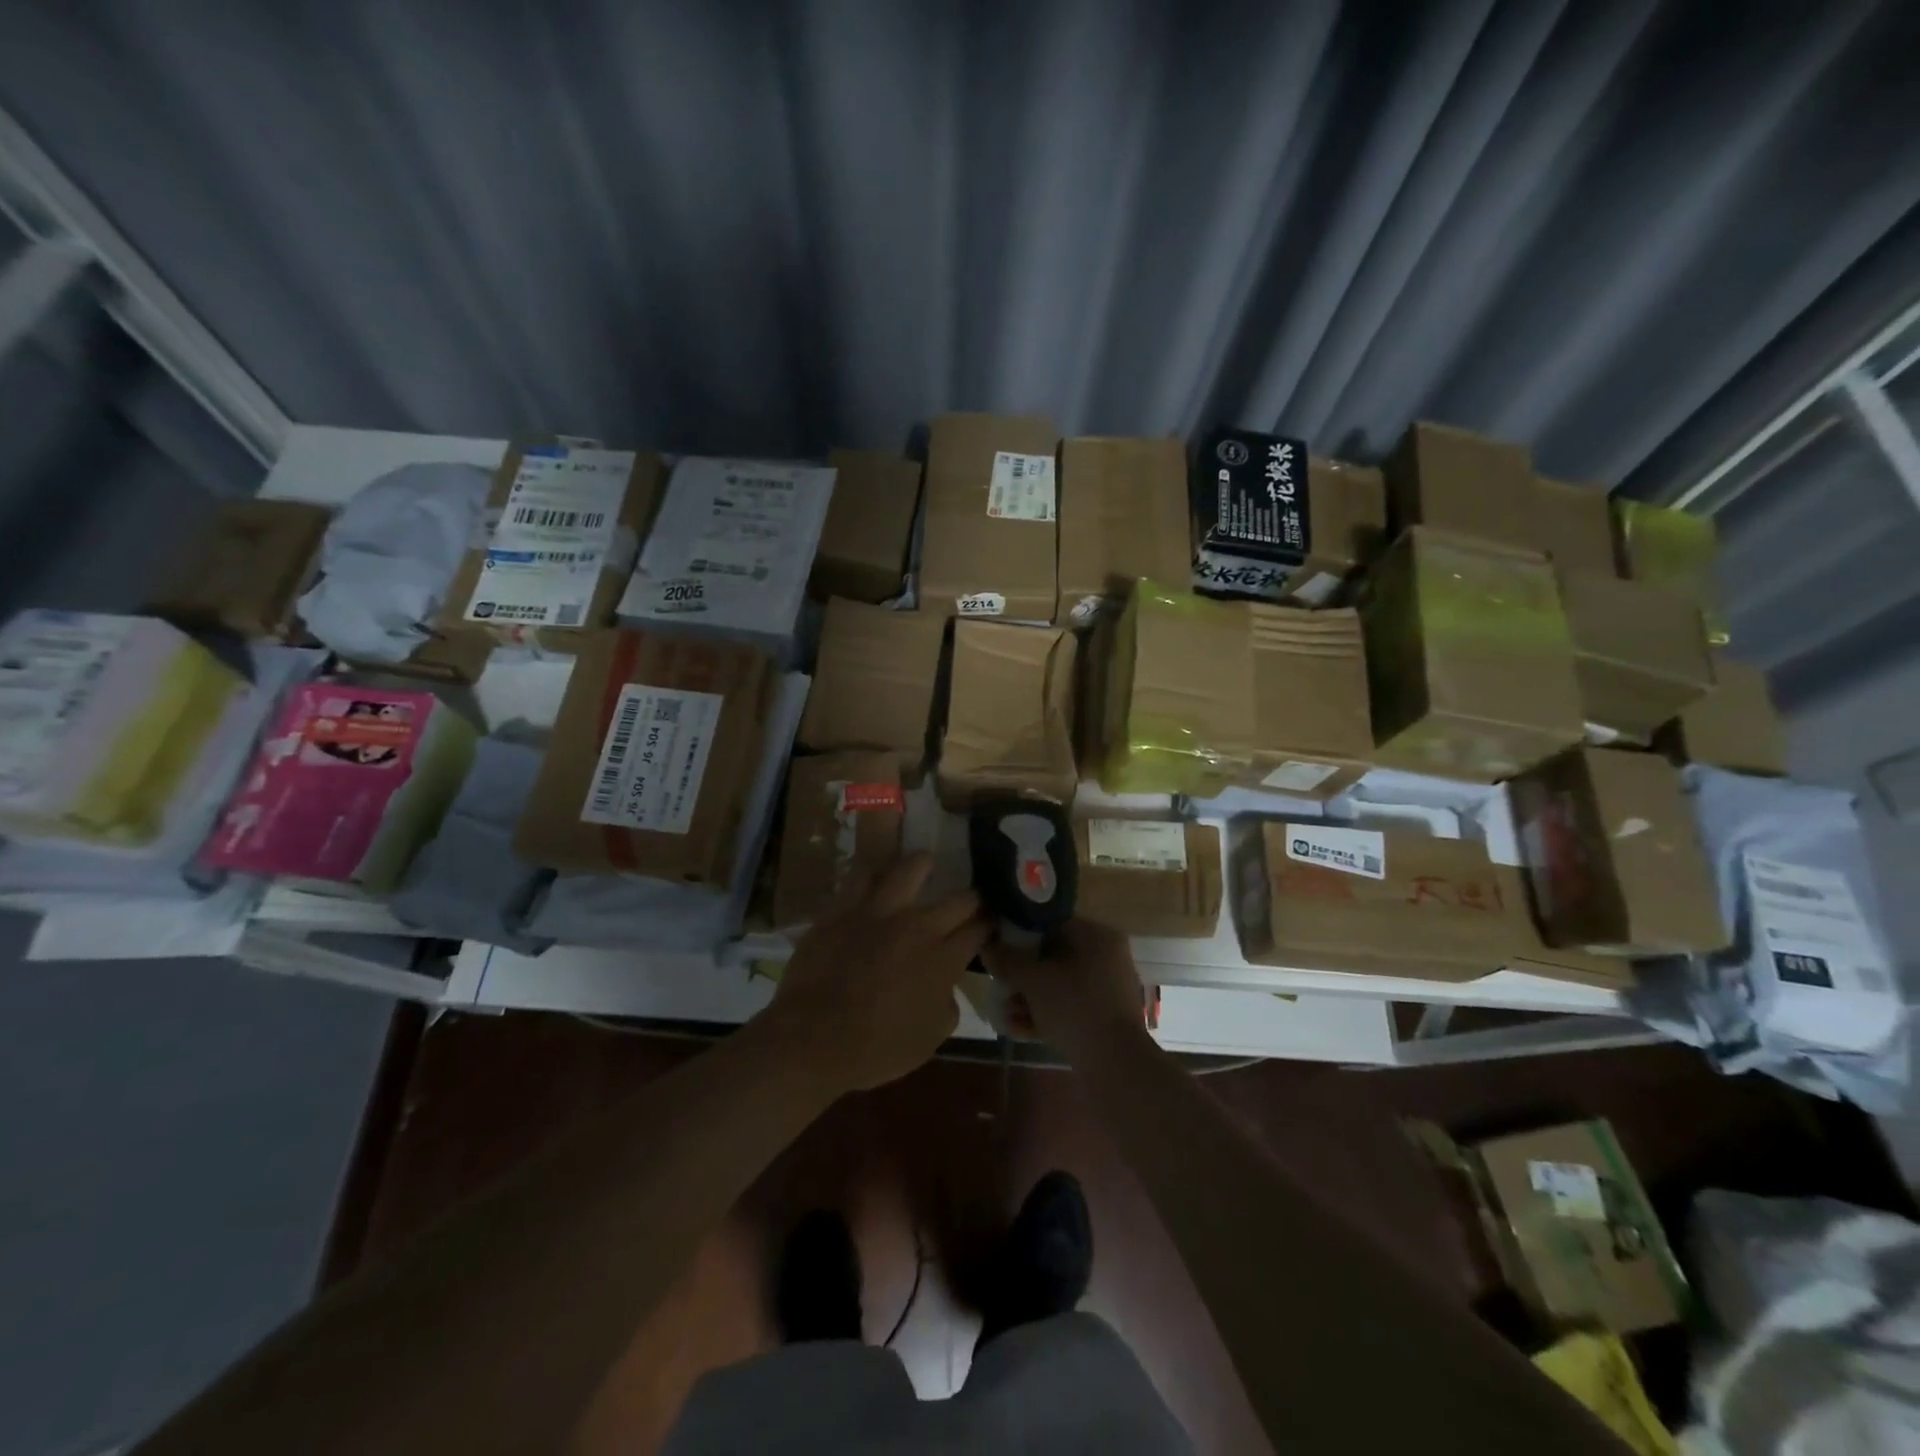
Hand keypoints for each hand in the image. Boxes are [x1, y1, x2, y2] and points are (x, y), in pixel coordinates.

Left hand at [768, 853, 987, 1093]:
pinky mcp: (844, 907)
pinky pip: (861, 874)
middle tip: (970, 899)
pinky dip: (872, 870)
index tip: (988, 925)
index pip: (978, 930)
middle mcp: (919, 927)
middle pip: (959, 899)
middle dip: (971, 898)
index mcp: (944, 960)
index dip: (988, 926)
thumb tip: (947, 986)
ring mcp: (880, 911)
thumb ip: (947, 1005)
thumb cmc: (876, 1048)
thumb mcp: (929, 1040)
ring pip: (910, 868)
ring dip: (923, 865)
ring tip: (926, 862)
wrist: (813, 1038)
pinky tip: (876, 870)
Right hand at [984, 918, 1150, 1059]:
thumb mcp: (1034, 980)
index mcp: (1097, 937)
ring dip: (1029, 996)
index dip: (1021, 933)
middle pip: (1054, 956)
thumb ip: (1008, 961)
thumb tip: (987, 947)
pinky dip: (1045, 1014)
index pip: (1053, 923)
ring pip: (1059, 985)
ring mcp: (1107, 990)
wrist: (1116, 1066)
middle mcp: (1107, 957)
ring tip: (1002, 1011)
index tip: (998, 946)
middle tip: (998, 982)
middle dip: (1022, 972)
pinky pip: (1069, 1007)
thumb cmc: (1075, 1008)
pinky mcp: (1104, 1019)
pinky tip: (1016, 1028)